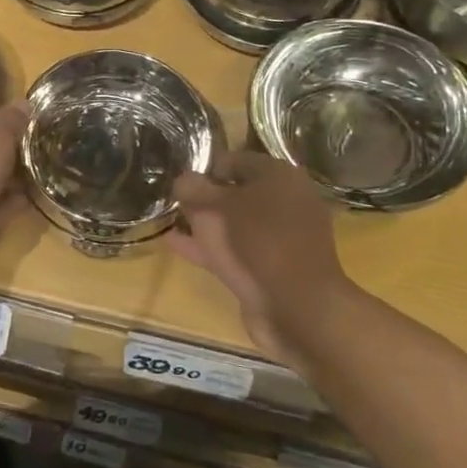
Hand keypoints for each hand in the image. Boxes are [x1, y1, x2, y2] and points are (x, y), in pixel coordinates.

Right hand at [168, 152, 355, 362]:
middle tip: (173, 201)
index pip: (234, 160)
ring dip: (203, 222)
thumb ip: (194, 189)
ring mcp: (280, 237)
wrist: (298, 307)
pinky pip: (235, 248)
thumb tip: (182, 179)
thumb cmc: (258, 242)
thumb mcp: (216, 207)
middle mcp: (284, 201)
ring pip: (234, 222)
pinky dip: (209, 245)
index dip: (204, 168)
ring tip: (168, 221)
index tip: (179, 181)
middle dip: (203, 197)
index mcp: (279, 176)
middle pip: (235, 192)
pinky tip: (175, 244)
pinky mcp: (273, 266)